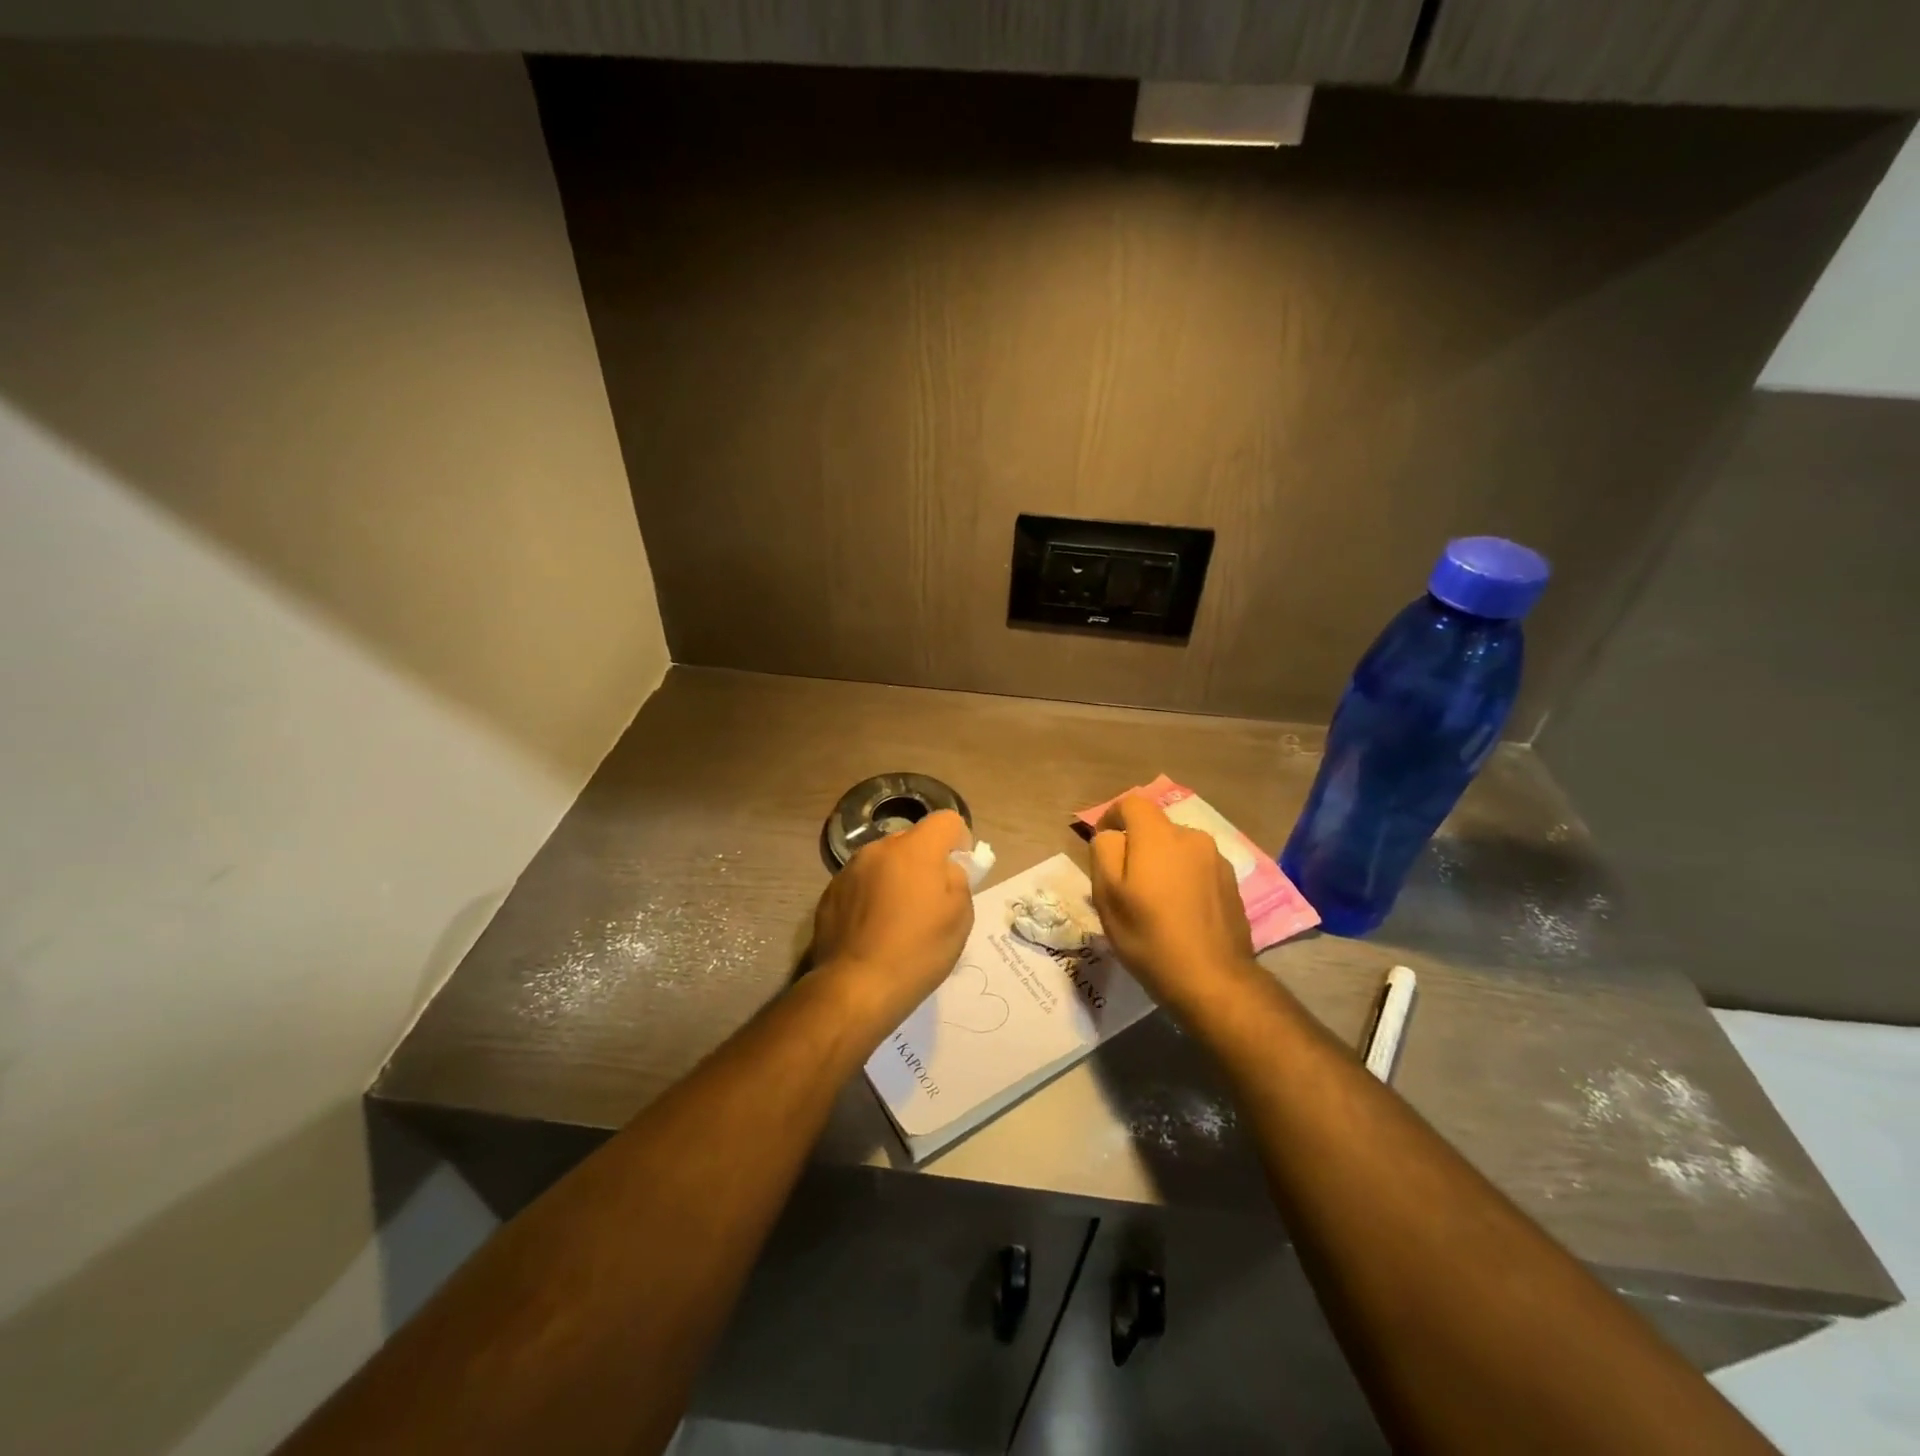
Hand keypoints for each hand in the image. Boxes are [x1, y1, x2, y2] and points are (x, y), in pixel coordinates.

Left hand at [811, 810, 974, 1028]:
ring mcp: (849, 870)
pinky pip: (861, 883)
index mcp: (915, 849)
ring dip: (895, 878)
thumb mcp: (960, 917)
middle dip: (924, 861)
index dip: (959, 840)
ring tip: (897, 919)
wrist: (856, 987)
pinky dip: (871, 896)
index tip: (958, 871)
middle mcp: (879, 849)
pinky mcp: (830, 893)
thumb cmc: (917, 951)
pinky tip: (873, 930)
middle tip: (929, 900)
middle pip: (911, 840)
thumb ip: (958, 880)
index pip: (946, 820)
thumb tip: (945, 869)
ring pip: (884, 862)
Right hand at [1090, 794, 1256, 1019]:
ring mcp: (1217, 860)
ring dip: (1162, 863)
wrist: (1213, 980)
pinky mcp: (1232, 883)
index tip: (1102, 843)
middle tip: (1125, 883)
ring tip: (1154, 901)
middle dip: (1137, 846)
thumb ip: (1104, 852)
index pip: (1132, 803)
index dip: (1111, 816)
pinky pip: (1197, 868)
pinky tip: (1180, 912)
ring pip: (1177, 849)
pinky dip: (1183, 879)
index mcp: (1158, 836)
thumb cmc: (1149, 936)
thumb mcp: (1108, 896)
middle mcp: (1191, 837)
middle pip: (1155, 828)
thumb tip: (1111, 835)